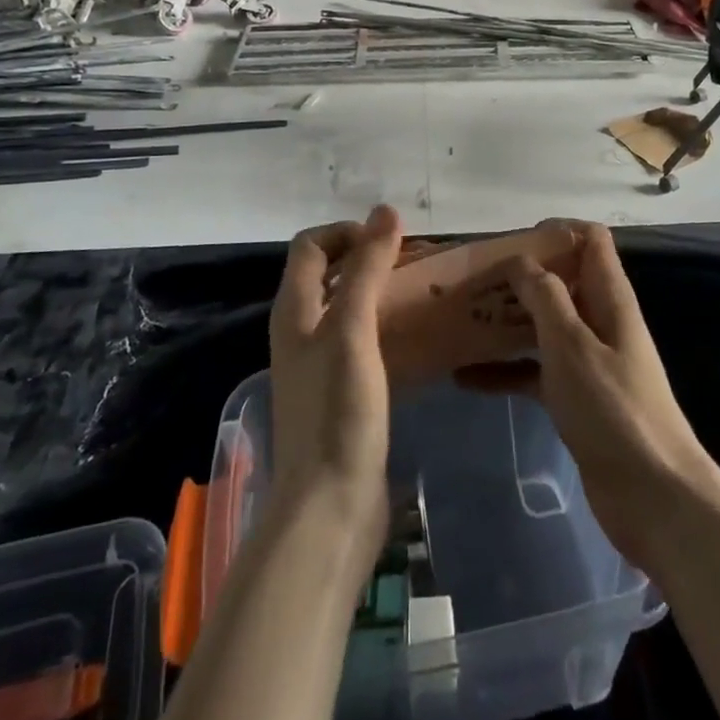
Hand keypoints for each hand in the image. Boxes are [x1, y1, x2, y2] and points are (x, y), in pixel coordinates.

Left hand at [267, 204, 402, 569]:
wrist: (329, 508)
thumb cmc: (337, 411)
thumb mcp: (353, 330)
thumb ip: (368, 269)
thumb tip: (386, 211)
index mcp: (294, 310)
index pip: (311, 246)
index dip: (347, 231)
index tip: (391, 239)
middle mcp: (301, 331)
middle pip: (330, 274)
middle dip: (370, 258)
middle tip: (417, 263)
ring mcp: (320, 365)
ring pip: (349, 308)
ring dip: (382, 292)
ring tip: (425, 292)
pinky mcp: (342, 394)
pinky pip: (363, 342)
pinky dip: (387, 327)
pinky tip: (419, 338)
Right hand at [465, 223, 718, 576]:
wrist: (655, 497)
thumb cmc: (613, 409)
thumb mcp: (572, 344)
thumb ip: (546, 296)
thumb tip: (521, 259)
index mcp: (609, 297)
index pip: (590, 239)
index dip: (556, 230)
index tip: (511, 242)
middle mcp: (600, 320)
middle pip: (561, 281)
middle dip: (519, 276)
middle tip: (472, 282)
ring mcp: (588, 361)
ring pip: (543, 325)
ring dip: (507, 321)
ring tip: (460, 320)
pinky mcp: (576, 398)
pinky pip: (535, 371)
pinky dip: (505, 370)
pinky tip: (465, 378)